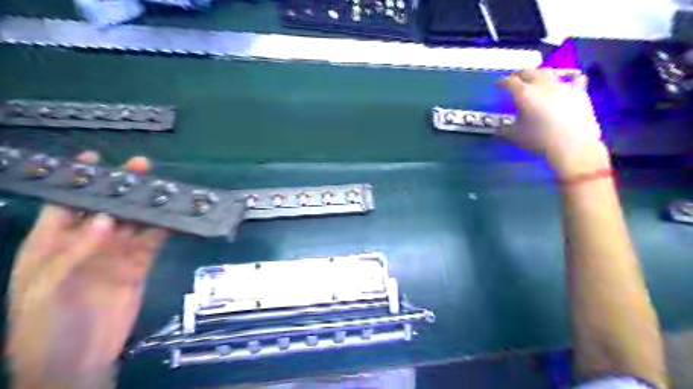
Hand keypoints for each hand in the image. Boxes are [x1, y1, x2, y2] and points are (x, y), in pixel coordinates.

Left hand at [7, 152, 167, 388]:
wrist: (77, 360)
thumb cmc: (45, 325)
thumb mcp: (47, 287)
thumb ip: (76, 250)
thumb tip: (106, 218)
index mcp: (51, 244)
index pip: (65, 204)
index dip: (78, 181)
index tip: (94, 159)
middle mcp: (86, 243)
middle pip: (107, 208)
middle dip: (122, 187)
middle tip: (141, 167)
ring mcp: (114, 254)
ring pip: (134, 222)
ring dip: (147, 206)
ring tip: (164, 188)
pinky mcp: (138, 265)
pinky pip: (152, 241)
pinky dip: (164, 229)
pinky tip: (174, 216)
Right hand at [498, 69, 607, 177]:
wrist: (571, 144)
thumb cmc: (539, 139)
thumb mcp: (515, 135)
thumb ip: (506, 129)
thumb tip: (499, 128)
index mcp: (524, 94)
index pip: (510, 82)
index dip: (502, 81)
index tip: (498, 85)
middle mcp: (542, 85)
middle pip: (529, 72)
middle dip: (519, 74)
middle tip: (514, 79)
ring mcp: (562, 86)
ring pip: (548, 72)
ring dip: (539, 74)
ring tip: (536, 79)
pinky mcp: (579, 92)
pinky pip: (575, 79)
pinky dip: (569, 79)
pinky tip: (567, 82)